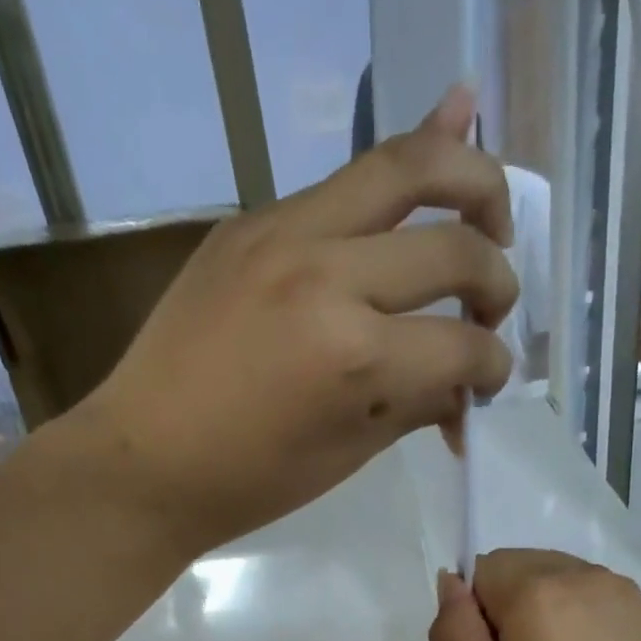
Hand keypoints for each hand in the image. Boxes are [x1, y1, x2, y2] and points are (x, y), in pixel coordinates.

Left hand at [70, 85, 516, 554]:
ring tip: (490, 215)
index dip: (493, 369)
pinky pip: (341, 185)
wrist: (143, 461)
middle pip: (453, 244)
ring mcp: (283, 234)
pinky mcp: (250, 223)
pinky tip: (435, 158)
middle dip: (496, 280)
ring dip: (469, 181)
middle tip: (497, 304)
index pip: (462, 346)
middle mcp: (327, 275)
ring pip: (403, 166)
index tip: (489, 384)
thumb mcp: (348, 454)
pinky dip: (397, 183)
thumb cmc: (248, 482)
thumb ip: (417, 403)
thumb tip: (466, 384)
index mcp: (355, 357)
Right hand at [428, 549, 640, 640]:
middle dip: (503, 615)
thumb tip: (450, 582)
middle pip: (512, 569)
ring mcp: (617, 588)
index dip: (475, 624)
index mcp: (538, 592)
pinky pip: (581, 594)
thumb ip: (457, 637)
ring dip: (536, 617)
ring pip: (546, 579)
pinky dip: (570, 622)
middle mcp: (579, 573)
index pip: (476, 574)